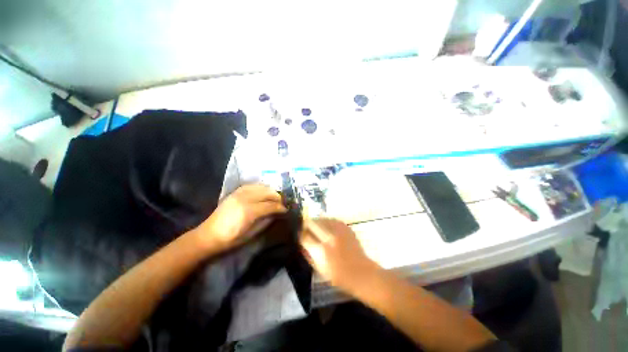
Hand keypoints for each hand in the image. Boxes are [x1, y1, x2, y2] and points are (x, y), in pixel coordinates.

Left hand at [195, 184, 286, 251]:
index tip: (286, 210)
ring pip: (260, 187)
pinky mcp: (234, 193)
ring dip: (270, 191)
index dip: (280, 207)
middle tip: (282, 203)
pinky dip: (260, 187)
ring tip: (275, 197)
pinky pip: (251, 186)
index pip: (270, 205)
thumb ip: (266, 222)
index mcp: (249, 212)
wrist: (208, 236)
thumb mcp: (251, 234)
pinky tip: (263, 191)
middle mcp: (245, 199)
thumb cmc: (231, 240)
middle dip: (277, 197)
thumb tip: (276, 214)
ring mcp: (238, 194)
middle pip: (267, 193)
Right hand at [300, 218, 380, 294]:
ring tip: (317, 229)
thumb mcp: (319, 269)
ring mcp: (338, 230)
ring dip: (316, 223)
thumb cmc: (338, 276)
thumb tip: (302, 241)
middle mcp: (329, 236)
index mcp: (321, 250)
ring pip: (320, 218)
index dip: (300, 235)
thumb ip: (308, 253)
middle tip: (307, 230)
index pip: (304, 236)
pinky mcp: (345, 226)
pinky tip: (328, 229)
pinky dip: (327, 223)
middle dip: (306, 225)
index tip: (300, 235)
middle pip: (311, 222)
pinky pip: (331, 219)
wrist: (361, 272)